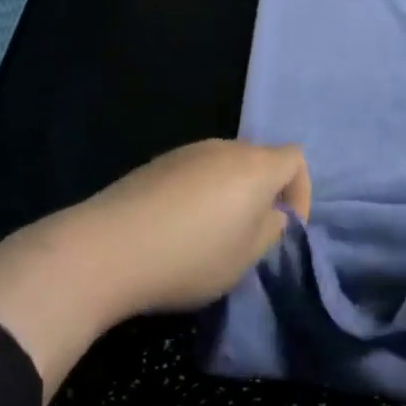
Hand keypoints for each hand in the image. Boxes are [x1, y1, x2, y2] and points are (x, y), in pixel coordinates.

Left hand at [0, 140, 308, 398]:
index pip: (296, 159)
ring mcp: (186, 152)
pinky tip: (176, 229)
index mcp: (255, 165)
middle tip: (249, 235)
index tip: (285, 228)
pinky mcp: (154, 164)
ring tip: (211, 236)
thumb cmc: (190, 257)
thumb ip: (270, 230)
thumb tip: (270, 214)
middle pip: (259, 160)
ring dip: (229, 195)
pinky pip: (193, 173)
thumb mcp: (245, 257)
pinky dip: (198, 195)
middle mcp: (224, 148)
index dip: (300, 192)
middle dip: (263, 194)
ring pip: (224, 167)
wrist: (105, 249)